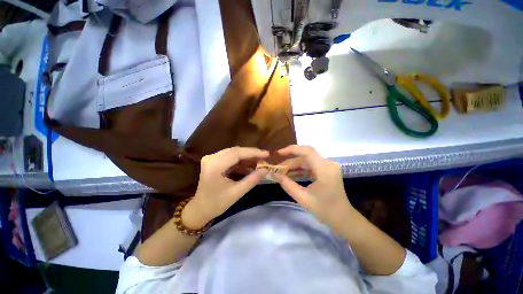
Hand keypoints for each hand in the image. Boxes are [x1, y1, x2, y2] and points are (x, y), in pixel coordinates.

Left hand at [182, 147, 268, 228]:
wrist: (200, 209)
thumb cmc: (217, 203)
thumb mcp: (237, 193)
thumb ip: (252, 180)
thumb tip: (266, 170)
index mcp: (215, 166)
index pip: (237, 153)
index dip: (253, 152)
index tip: (266, 154)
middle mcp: (211, 158)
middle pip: (235, 151)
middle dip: (251, 154)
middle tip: (264, 157)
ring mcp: (211, 158)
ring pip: (233, 152)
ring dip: (246, 157)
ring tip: (259, 161)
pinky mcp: (213, 160)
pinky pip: (230, 157)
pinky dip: (240, 160)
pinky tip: (249, 165)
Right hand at [274, 145, 355, 232]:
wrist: (343, 219)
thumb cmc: (325, 211)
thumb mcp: (303, 198)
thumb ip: (287, 184)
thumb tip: (275, 175)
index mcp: (325, 169)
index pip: (307, 151)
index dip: (292, 150)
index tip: (278, 153)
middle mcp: (328, 164)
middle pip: (305, 157)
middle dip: (290, 162)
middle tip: (278, 169)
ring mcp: (328, 167)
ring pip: (307, 161)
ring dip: (294, 166)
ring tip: (282, 172)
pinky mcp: (326, 171)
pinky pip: (310, 166)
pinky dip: (300, 170)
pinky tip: (291, 175)